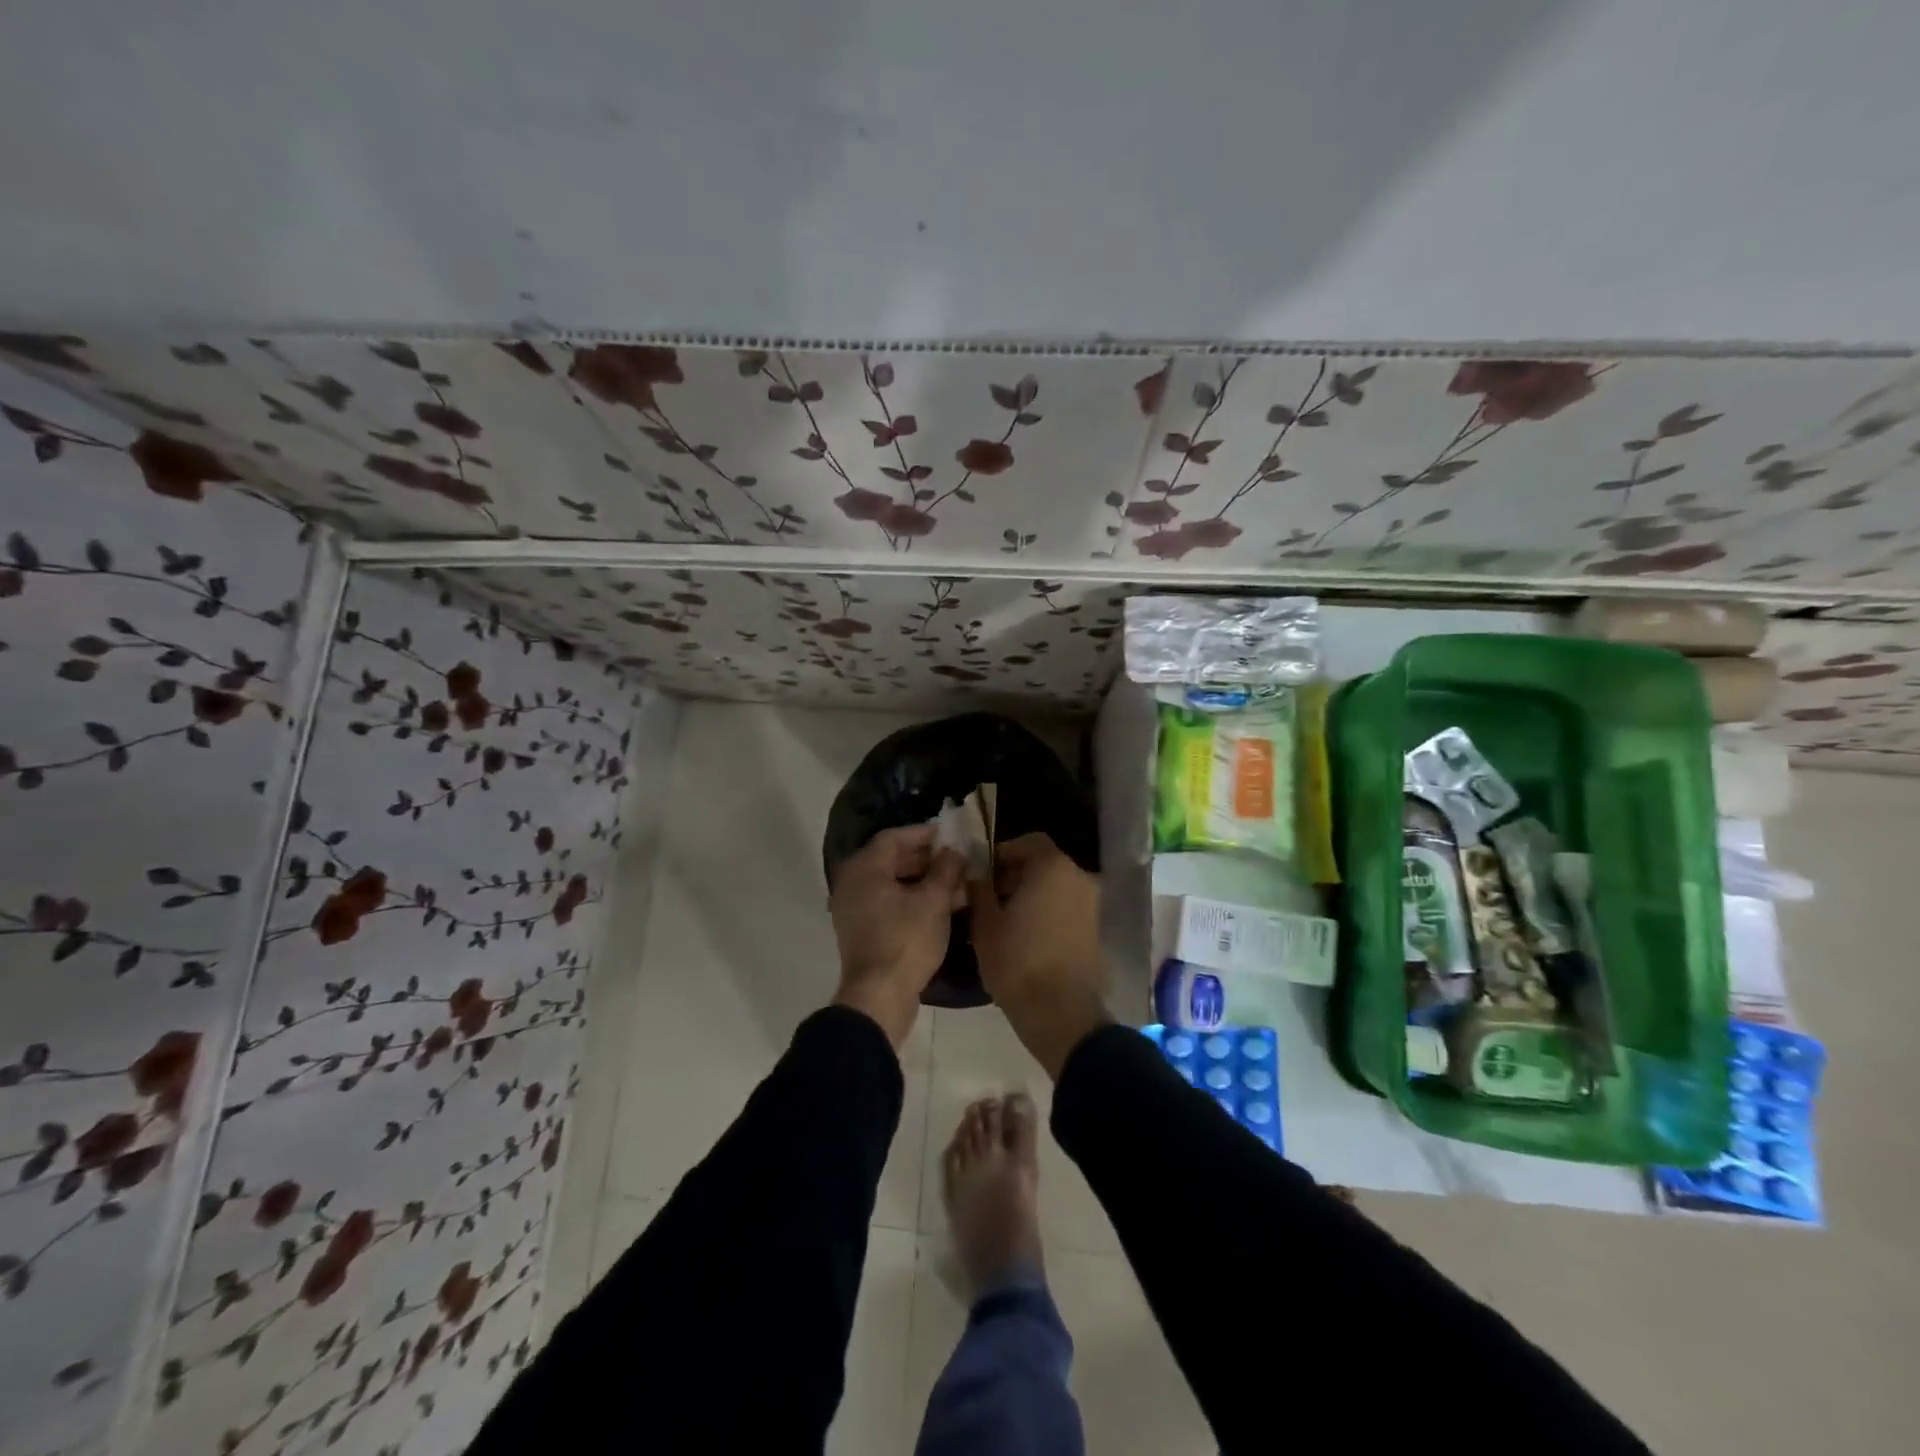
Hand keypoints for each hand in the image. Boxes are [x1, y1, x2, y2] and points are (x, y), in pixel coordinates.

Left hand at [830, 825, 964, 1048]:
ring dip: (923, 882)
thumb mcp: (934, 902)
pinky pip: (888, 904)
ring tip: (956, 885)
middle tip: (957, 860)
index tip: (949, 835)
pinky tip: (941, 907)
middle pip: (891, 860)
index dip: (923, 834)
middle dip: (927, 859)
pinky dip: (912, 900)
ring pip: (892, 884)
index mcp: (864, 869)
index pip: (894, 838)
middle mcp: (852, 883)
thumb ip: (946, 870)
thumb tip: (953, 852)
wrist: (879, 997)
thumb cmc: (906, 941)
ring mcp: (854, 909)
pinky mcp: (861, 931)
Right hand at [967, 832, 1112, 1077]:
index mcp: (1053, 866)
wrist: (1060, 1013)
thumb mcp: (985, 924)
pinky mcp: (1095, 929)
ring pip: (1055, 887)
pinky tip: (1024, 936)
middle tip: (988, 898)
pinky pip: (1065, 908)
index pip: (1027, 842)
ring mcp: (1091, 904)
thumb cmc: (1017, 961)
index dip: (1002, 854)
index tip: (982, 874)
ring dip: (1030, 895)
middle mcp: (1078, 877)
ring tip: (1003, 920)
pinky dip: (1046, 912)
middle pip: (1043, 863)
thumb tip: (976, 876)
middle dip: (1015, 875)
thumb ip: (979, 890)